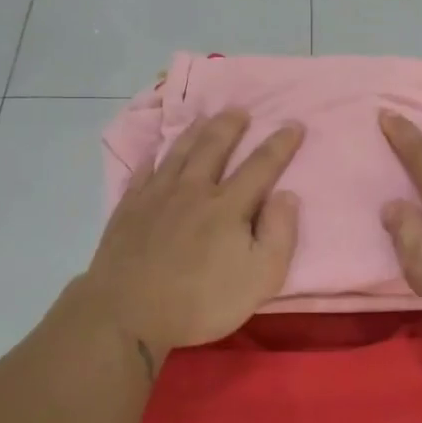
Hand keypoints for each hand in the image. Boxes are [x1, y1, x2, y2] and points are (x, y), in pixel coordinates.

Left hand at [83, 110, 302, 365]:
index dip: (280, 144)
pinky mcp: (129, 209)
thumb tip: (287, 195)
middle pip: (214, 147)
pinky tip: (153, 153)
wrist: (127, 313)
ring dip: (194, 132)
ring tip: (204, 118)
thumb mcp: (260, 278)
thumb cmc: (200, 301)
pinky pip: (142, 173)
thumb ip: (279, 234)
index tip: (294, 124)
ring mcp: (156, 197)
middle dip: (231, 125)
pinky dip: (151, 158)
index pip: (261, 165)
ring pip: (178, 153)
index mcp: (228, 206)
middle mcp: (193, 190)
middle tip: (241, 109)